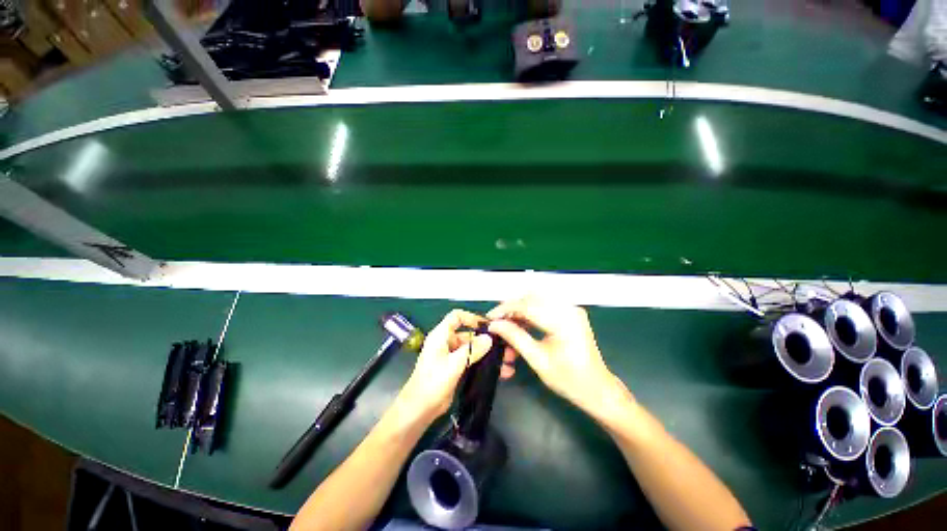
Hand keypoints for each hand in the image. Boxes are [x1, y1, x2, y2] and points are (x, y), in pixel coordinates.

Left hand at [396, 310, 492, 422]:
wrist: (419, 410)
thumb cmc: (433, 382)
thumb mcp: (454, 364)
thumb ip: (472, 350)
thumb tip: (489, 338)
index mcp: (441, 335)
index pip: (456, 317)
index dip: (471, 317)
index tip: (487, 326)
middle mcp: (446, 342)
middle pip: (467, 334)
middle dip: (485, 340)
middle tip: (503, 346)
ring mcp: (450, 356)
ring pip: (471, 349)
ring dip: (486, 353)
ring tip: (506, 361)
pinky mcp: (455, 369)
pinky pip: (471, 361)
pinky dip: (483, 364)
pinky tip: (499, 372)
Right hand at [487, 296, 633, 419]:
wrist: (598, 389)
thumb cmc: (569, 380)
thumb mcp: (538, 360)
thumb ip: (515, 338)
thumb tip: (494, 325)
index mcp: (563, 321)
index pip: (527, 305)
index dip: (505, 310)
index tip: (490, 318)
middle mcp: (569, 309)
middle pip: (532, 297)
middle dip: (512, 307)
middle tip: (499, 322)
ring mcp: (572, 309)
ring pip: (538, 299)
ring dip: (520, 309)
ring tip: (509, 325)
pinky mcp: (571, 313)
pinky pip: (545, 305)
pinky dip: (531, 312)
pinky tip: (522, 325)